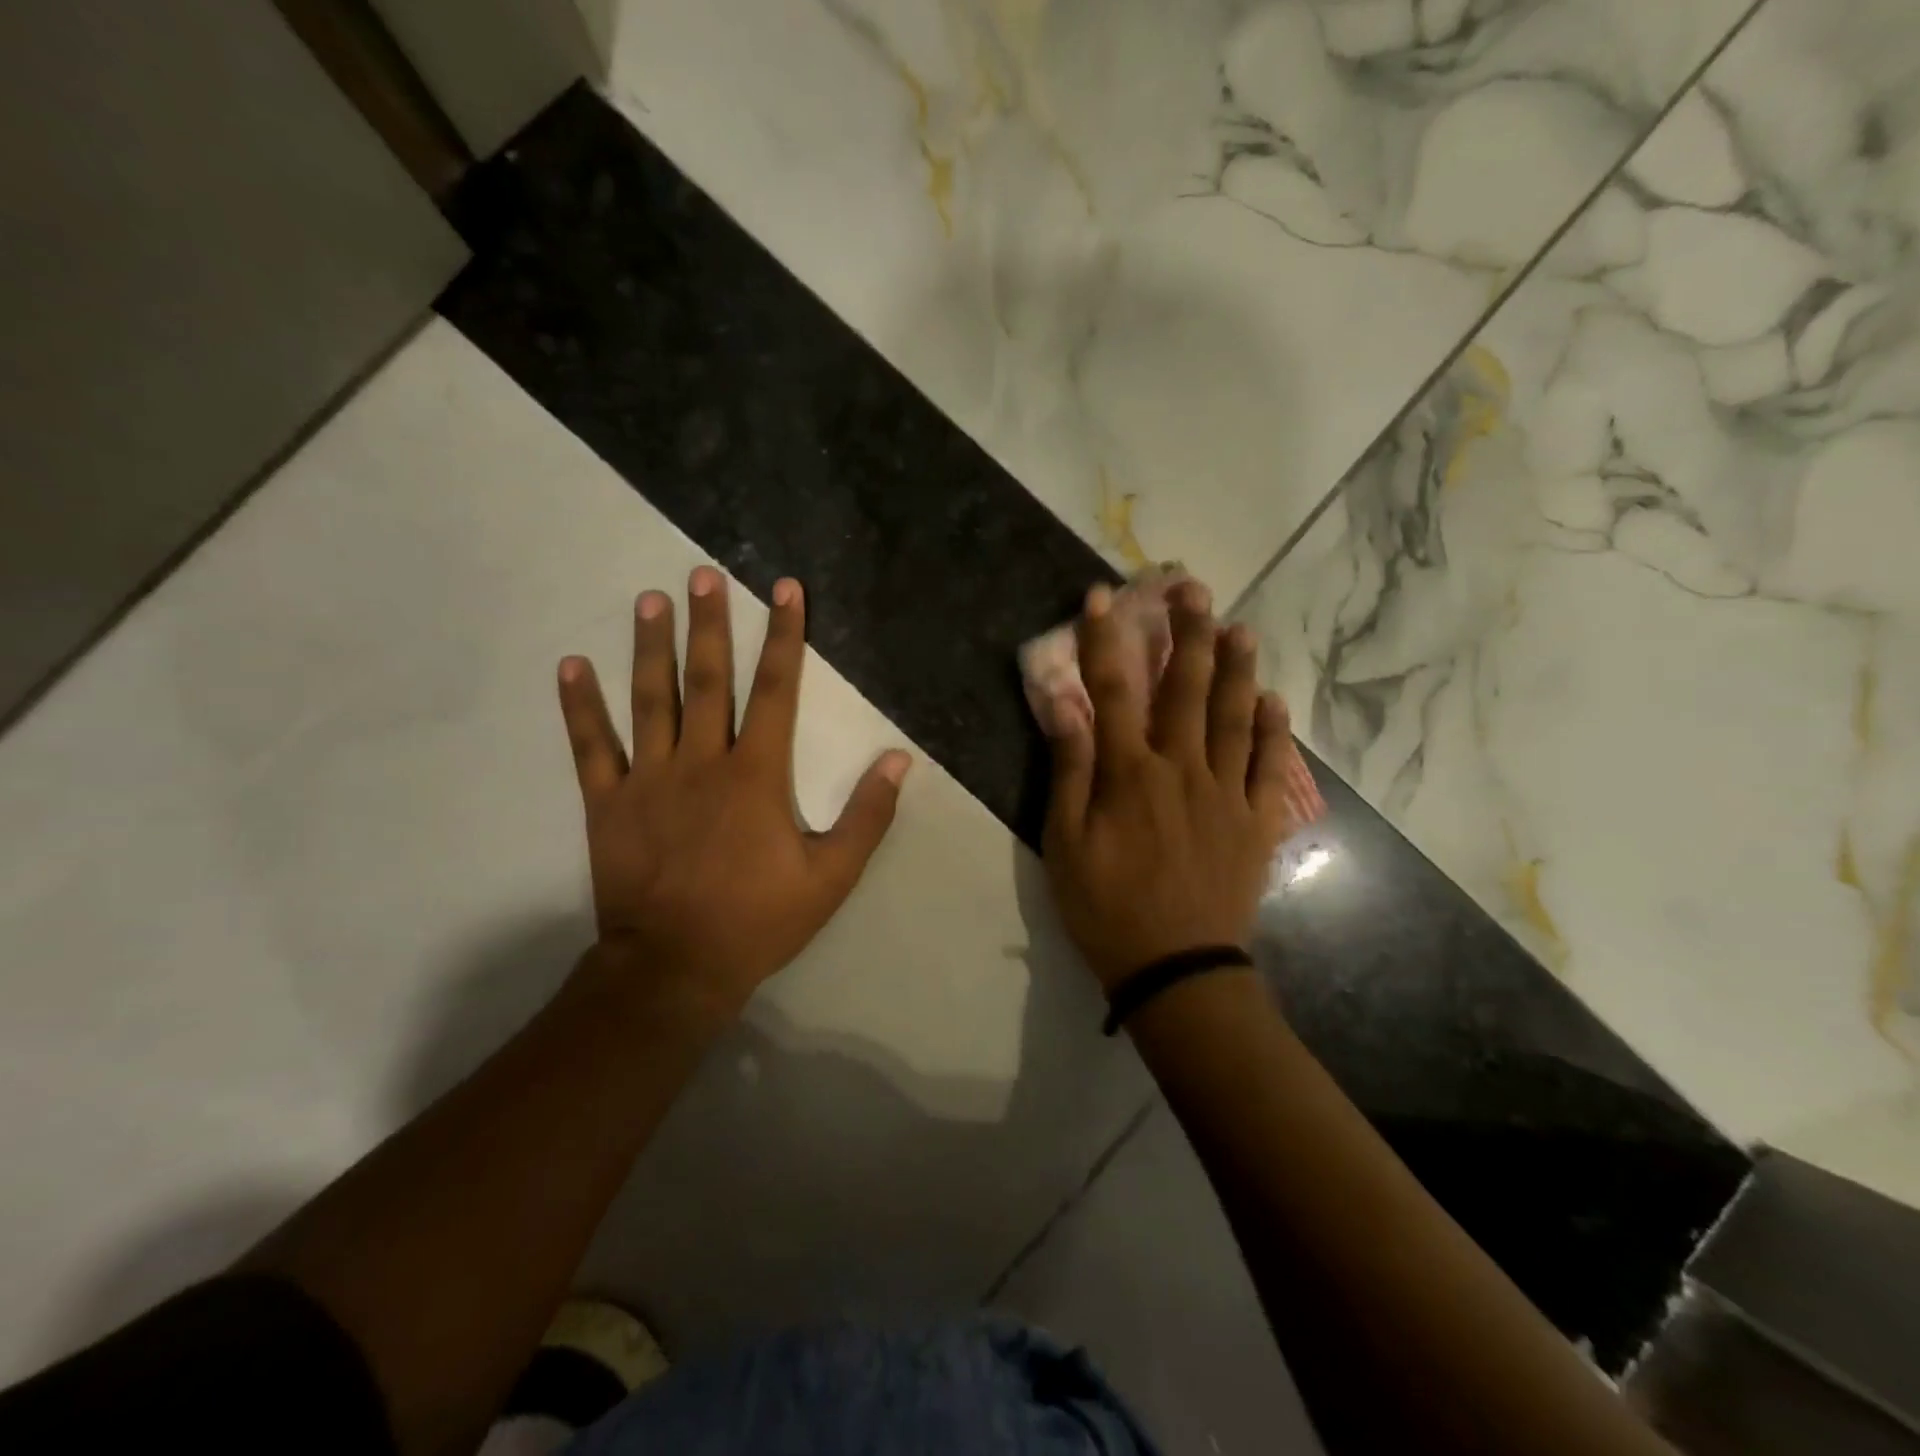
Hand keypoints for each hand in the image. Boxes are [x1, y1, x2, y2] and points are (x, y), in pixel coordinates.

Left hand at [557, 567, 911, 1019]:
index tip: (785, 590)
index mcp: (756, 774)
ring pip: (650, 700)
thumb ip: (867, 815)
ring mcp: (649, 779)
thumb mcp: (832, 875)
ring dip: (651, 647)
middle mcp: (702, 761)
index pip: (775, 690)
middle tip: (702, 575)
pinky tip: (572, 664)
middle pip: (708, 680)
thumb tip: (900, 760)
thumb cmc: (759, 919)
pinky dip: (580, 705)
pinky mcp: (607, 803)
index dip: (785, 637)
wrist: (675, 967)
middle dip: (710, 624)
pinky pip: (590, 746)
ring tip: (649, 600)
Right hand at [1042, 580, 1314, 991]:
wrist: (1176, 968)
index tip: (1103, 596)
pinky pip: (1271, 768)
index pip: (1115, 690)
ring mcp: (1227, 793)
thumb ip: (1069, 769)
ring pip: (1235, 717)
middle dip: (1187, 633)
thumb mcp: (1065, 842)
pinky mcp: (1256, 822)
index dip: (1106, 639)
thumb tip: (1065, 702)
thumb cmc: (1107, 907)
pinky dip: (1274, 732)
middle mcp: (1183, 769)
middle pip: (1186, 689)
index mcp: (1131, 773)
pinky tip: (1273, 701)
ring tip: (1240, 627)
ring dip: (1236, 668)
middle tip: (1192, 588)